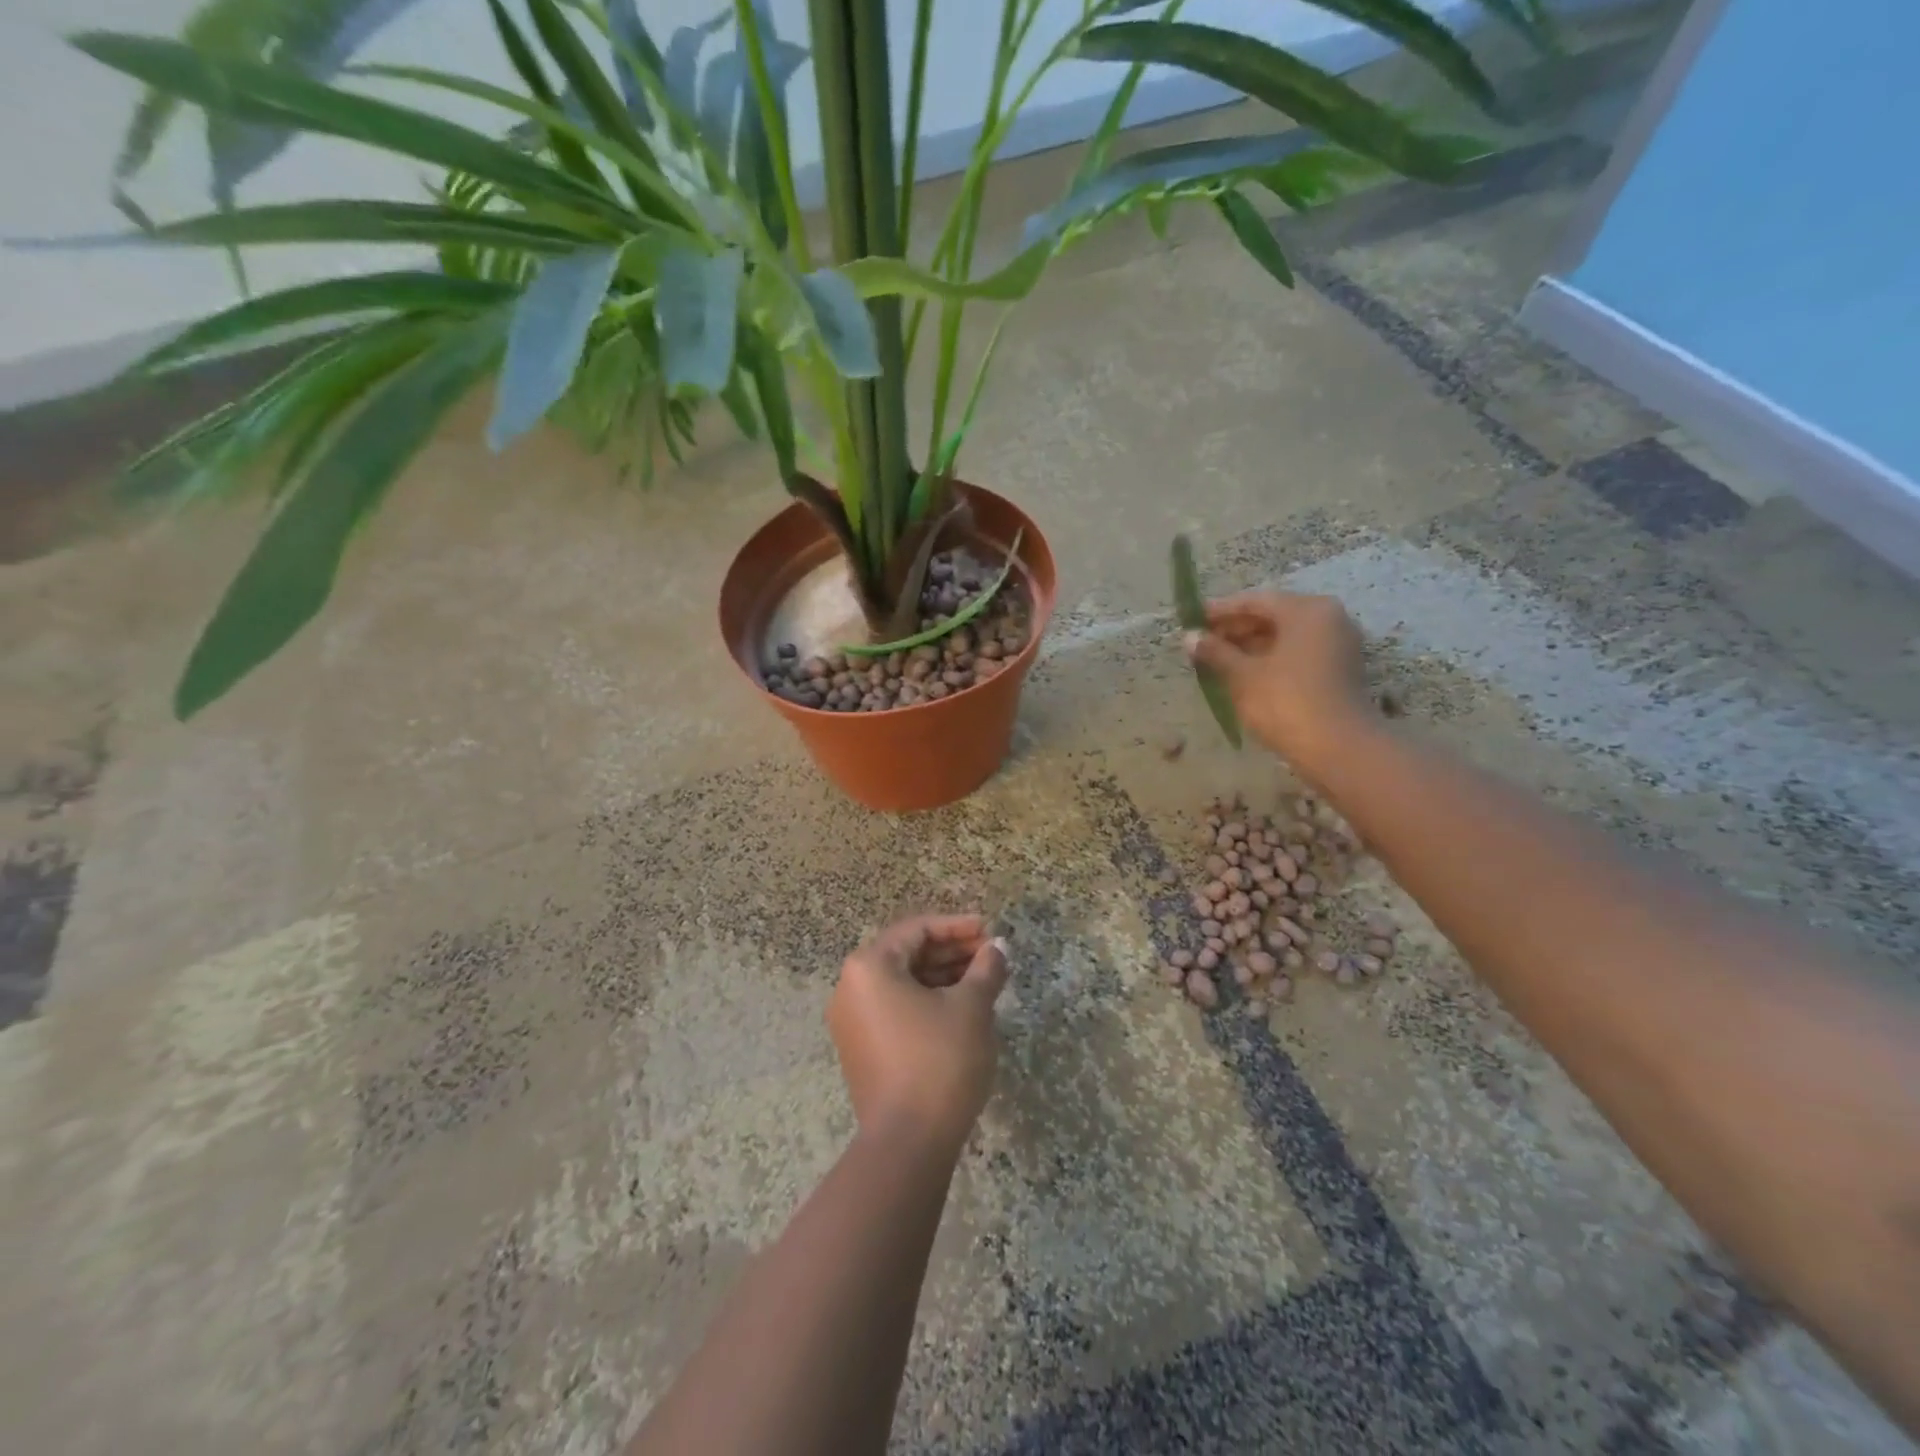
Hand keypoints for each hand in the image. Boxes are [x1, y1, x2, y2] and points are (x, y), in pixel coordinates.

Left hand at [827, 914, 1009, 1155]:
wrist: (908, 1143)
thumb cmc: (940, 1061)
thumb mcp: (971, 1008)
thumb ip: (986, 968)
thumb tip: (997, 947)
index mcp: (870, 966)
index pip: (917, 929)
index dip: (957, 926)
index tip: (989, 930)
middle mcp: (851, 987)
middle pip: (906, 954)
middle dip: (951, 952)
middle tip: (990, 955)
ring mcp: (851, 1020)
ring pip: (902, 982)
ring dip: (941, 976)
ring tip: (983, 980)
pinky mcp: (860, 1048)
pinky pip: (895, 1008)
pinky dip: (926, 1001)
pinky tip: (960, 1008)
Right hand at [1184, 591, 1374, 777]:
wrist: (1337, 748)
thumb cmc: (1285, 702)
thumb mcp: (1242, 675)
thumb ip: (1215, 652)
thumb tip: (1189, 637)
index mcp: (1306, 610)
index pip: (1255, 601)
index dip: (1220, 611)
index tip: (1192, 619)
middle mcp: (1328, 618)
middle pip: (1273, 615)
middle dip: (1236, 628)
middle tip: (1203, 641)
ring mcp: (1338, 644)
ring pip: (1286, 635)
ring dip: (1251, 645)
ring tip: (1218, 659)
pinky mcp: (1339, 669)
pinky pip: (1298, 652)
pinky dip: (1271, 658)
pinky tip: (1245, 673)